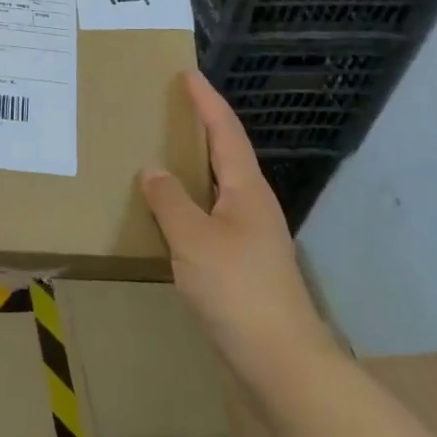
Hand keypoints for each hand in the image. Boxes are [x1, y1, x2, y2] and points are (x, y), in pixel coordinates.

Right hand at [140, 71, 332, 373]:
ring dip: (195, 164)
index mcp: (246, 190)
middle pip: (227, 153)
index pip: (225, 132)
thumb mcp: (193, 240)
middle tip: (172, 106)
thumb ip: (170, 201)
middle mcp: (253, 205)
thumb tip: (153, 170)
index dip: (206, 101)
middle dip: (202, 126)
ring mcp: (252, 236)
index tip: (188, 74)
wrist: (282, 363)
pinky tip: (172, 212)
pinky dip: (191, 200)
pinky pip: (212, 214)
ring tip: (165, 151)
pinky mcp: (245, 264)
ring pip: (219, 185)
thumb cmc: (238, 291)